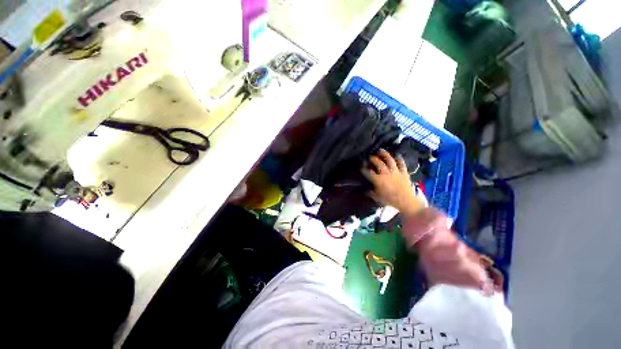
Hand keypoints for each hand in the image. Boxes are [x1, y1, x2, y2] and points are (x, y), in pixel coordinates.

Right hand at [361, 149, 423, 215]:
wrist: (407, 201)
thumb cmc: (390, 200)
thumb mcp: (378, 198)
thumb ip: (371, 193)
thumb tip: (366, 191)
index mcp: (378, 180)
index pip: (368, 172)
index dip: (363, 169)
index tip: (361, 167)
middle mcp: (386, 173)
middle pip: (378, 163)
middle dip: (373, 159)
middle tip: (370, 157)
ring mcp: (395, 172)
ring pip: (390, 160)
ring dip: (385, 154)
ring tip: (381, 151)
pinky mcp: (404, 172)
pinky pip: (401, 164)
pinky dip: (399, 159)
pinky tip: (397, 156)